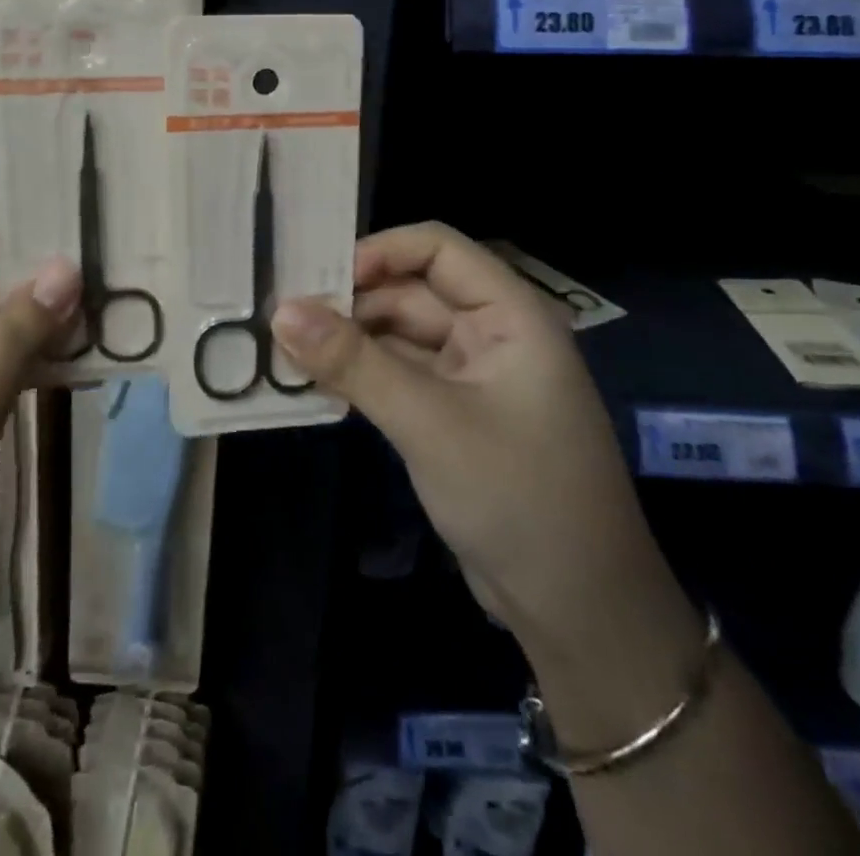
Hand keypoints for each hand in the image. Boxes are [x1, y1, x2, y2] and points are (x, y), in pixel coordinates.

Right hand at [269, 223, 672, 661]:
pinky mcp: (452, 415)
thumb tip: (280, 311)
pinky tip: (315, 380)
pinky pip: (398, 376)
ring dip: (350, 340)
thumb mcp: (429, 422)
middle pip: (412, 291)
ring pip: (399, 335)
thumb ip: (354, 362)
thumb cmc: (518, 495)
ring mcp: (471, 377)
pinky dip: (361, 375)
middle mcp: (491, 333)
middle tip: (283, 315)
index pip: (437, 248)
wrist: (578, 611)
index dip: (379, 251)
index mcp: (509, 314)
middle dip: (352, 301)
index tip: (318, 278)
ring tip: (285, 346)